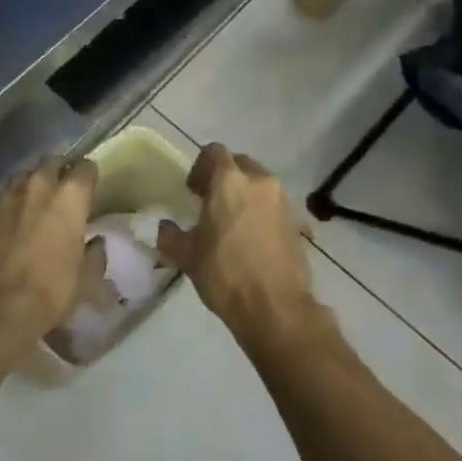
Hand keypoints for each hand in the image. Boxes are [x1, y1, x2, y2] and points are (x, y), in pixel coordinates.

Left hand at [0, 155, 97, 358]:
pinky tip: (7, 220)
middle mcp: (38, 185)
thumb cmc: (49, 292)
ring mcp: (6, 194)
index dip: (89, 177)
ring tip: (34, 202)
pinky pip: (0, 196)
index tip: (90, 189)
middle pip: (51, 162)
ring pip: (23, 176)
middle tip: (63, 190)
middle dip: (59, 170)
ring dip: (31, 184)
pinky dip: (8, 203)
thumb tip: (95, 242)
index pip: (86, 168)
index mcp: (69, 197)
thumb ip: (95, 255)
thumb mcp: (85, 280)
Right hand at [158, 144, 316, 351]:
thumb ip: (170, 236)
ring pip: (260, 184)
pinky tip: (252, 241)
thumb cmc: (225, 275)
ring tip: (232, 224)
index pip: (214, 152)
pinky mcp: (297, 223)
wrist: (276, 308)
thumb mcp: (187, 257)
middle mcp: (259, 182)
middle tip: (211, 204)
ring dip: (245, 195)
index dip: (201, 167)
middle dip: (225, 178)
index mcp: (229, 181)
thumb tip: (164, 228)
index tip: (193, 192)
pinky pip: (274, 206)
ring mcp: (282, 201)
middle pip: (240, 164)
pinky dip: (261, 214)